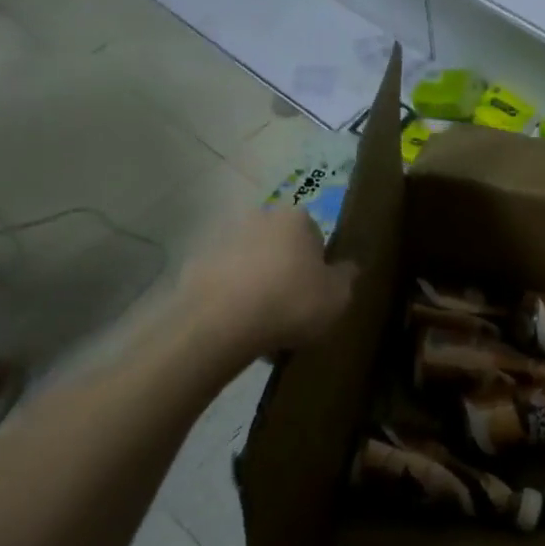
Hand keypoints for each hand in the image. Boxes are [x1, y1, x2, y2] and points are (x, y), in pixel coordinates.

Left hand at [182, 208, 356, 357]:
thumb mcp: (338, 296)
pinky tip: (237, 326)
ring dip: (257, 284)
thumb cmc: (291, 303)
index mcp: (295, 219)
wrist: (222, 324)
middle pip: (280, 246)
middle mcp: (258, 219)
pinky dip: (231, 298)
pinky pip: (224, 282)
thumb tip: (348, 267)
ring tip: (263, 324)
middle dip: (285, 271)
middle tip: (291, 308)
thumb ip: (347, 277)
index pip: (314, 235)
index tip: (316, 292)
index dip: (318, 265)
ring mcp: (223, 240)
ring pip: (250, 263)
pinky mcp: (195, 265)